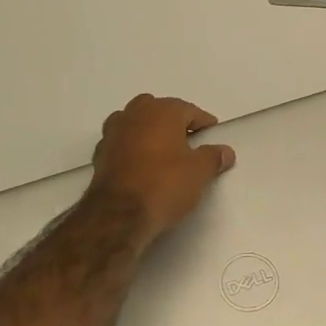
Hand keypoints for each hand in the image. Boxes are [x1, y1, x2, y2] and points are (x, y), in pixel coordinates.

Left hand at [89, 94, 234, 242]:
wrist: (118, 215)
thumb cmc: (165, 184)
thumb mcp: (200, 172)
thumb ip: (213, 157)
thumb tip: (225, 151)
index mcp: (162, 111)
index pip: (189, 110)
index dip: (203, 123)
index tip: (212, 135)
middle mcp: (135, 114)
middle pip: (157, 110)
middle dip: (172, 121)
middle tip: (186, 141)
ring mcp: (113, 133)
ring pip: (134, 123)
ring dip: (147, 132)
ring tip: (162, 153)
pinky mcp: (99, 155)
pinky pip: (121, 144)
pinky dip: (132, 149)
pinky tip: (141, 167)